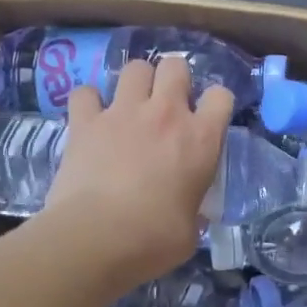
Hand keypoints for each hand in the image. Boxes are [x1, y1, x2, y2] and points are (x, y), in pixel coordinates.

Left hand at [44, 56, 231, 289]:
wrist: (96, 239)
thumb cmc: (153, 241)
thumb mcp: (191, 229)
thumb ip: (192, 207)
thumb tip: (186, 210)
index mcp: (200, 139)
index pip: (221, 96)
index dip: (215, 104)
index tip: (206, 119)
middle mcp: (165, 114)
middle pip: (176, 66)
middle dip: (173, 78)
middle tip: (166, 104)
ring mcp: (123, 112)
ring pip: (135, 67)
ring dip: (135, 82)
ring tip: (130, 104)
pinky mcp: (85, 121)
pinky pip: (85, 92)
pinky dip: (88, 102)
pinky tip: (90, 117)